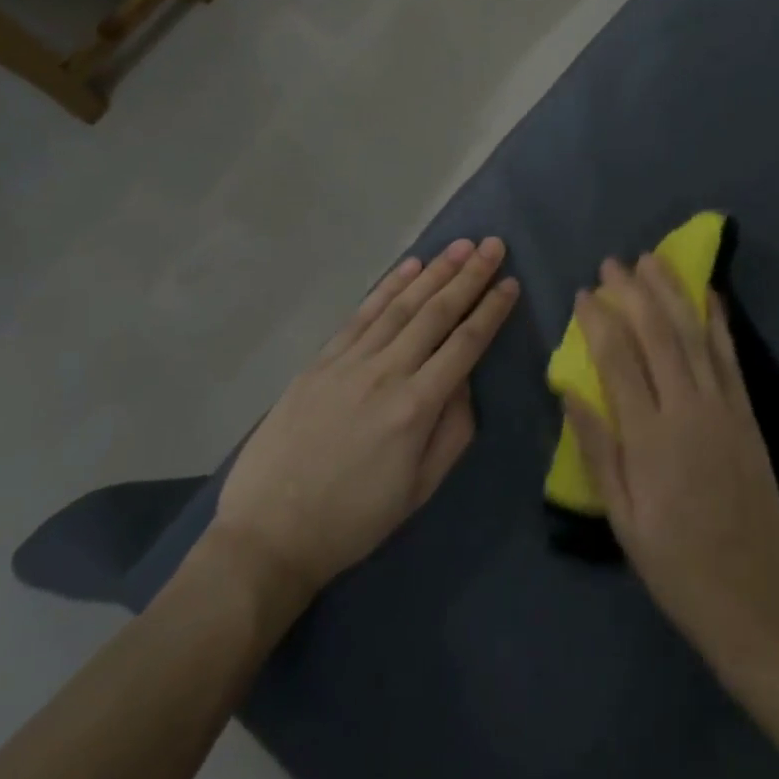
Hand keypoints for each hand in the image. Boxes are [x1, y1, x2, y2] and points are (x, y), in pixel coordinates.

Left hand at [205, 238, 517, 599]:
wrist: (268, 533)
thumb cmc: (353, 519)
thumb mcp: (418, 490)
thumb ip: (453, 431)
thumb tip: (466, 381)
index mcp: (416, 407)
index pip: (465, 344)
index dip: (491, 310)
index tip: (510, 282)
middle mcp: (387, 373)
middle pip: (436, 313)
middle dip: (469, 276)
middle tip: (493, 244)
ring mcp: (350, 362)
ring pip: (401, 305)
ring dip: (434, 272)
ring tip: (460, 245)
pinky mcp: (321, 361)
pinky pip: (362, 315)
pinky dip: (387, 287)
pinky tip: (409, 267)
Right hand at [564, 256, 778, 664]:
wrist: (752, 594)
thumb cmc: (674, 561)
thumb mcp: (621, 517)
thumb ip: (596, 449)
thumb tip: (567, 391)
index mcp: (649, 438)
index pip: (617, 360)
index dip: (599, 321)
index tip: (584, 293)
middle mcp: (687, 409)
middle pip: (657, 335)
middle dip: (633, 292)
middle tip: (613, 263)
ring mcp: (722, 406)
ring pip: (694, 335)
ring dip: (672, 292)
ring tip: (652, 260)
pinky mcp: (747, 412)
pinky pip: (730, 356)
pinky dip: (718, 320)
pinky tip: (708, 293)